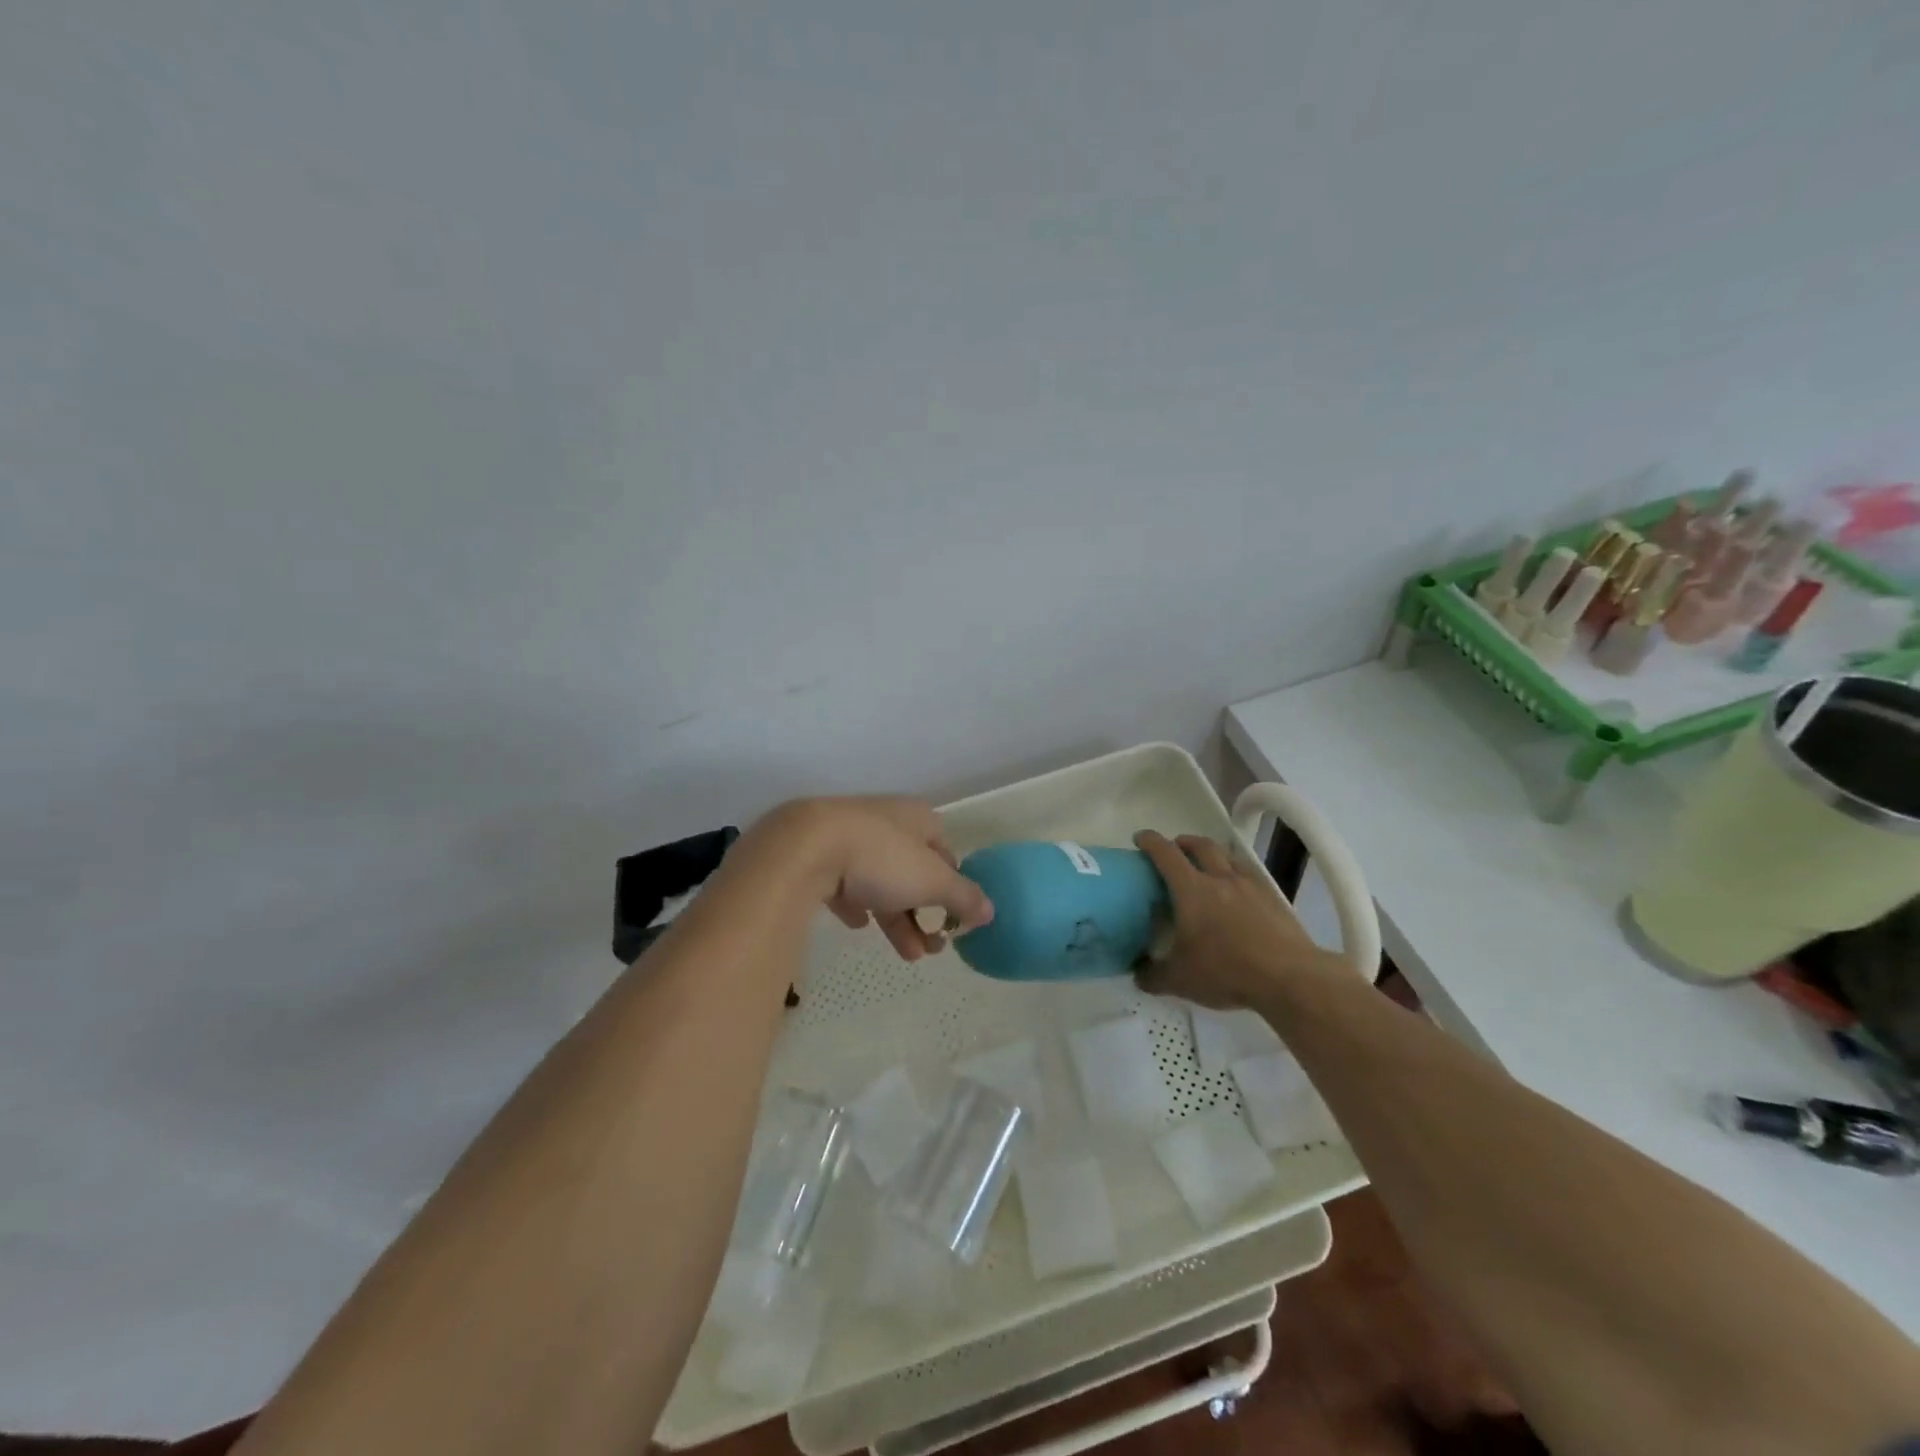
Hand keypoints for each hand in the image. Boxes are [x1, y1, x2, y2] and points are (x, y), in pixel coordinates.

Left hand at [752, 797, 993, 960]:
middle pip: (912, 871)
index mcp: (917, 818)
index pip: (945, 851)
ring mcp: (849, 836)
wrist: (805, 847)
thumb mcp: (933, 881)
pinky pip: (844, 883)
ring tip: (907, 955)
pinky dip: (855, 904)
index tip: (954, 919)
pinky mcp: (817, 855)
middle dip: (925, 914)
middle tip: (932, 950)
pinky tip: (856, 924)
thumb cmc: (881, 858)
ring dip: (896, 918)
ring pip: (880, 881)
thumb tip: (991, 911)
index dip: (953, 886)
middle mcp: (885, 822)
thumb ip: (963, 897)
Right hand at [1132, 830, 1339, 1008]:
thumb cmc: (1226, 971)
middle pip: (1201, 845)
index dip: (1150, 841)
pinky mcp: (1273, 899)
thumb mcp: (1180, 980)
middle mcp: (1220, 878)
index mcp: (1192, 890)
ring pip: (1228, 857)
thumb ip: (1153, 975)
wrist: (1289, 977)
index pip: (1166, 854)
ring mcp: (1250, 886)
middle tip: (1174, 850)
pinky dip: (1236, 875)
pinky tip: (1237, 893)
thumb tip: (1138, 974)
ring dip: (1213, 855)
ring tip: (1207, 868)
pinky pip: (1249, 876)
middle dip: (1183, 842)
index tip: (1140, 839)